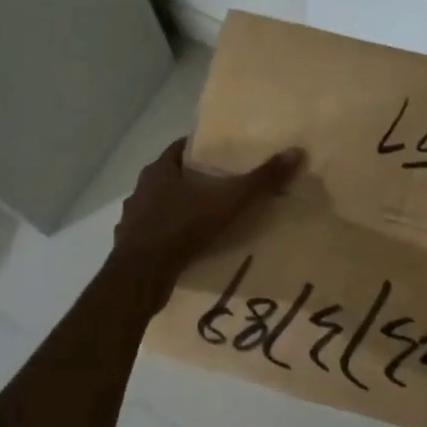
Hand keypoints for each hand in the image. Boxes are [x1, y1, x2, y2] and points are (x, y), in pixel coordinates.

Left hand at [108, 138, 303, 312]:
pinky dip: (170, 235)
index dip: (202, 149)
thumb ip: (260, 179)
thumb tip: (296, 152)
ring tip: (207, 217)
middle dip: (195, 180)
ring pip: (161, 205)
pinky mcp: (131, 245)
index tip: (224, 155)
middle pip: (172, 176)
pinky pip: (155, 233)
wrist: (140, 277)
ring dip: (180, 208)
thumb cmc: (181, 228)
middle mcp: (141, 189)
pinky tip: (187, 245)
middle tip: (223, 186)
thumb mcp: (227, 201)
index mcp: (159, 170)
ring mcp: (132, 218)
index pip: (182, 148)